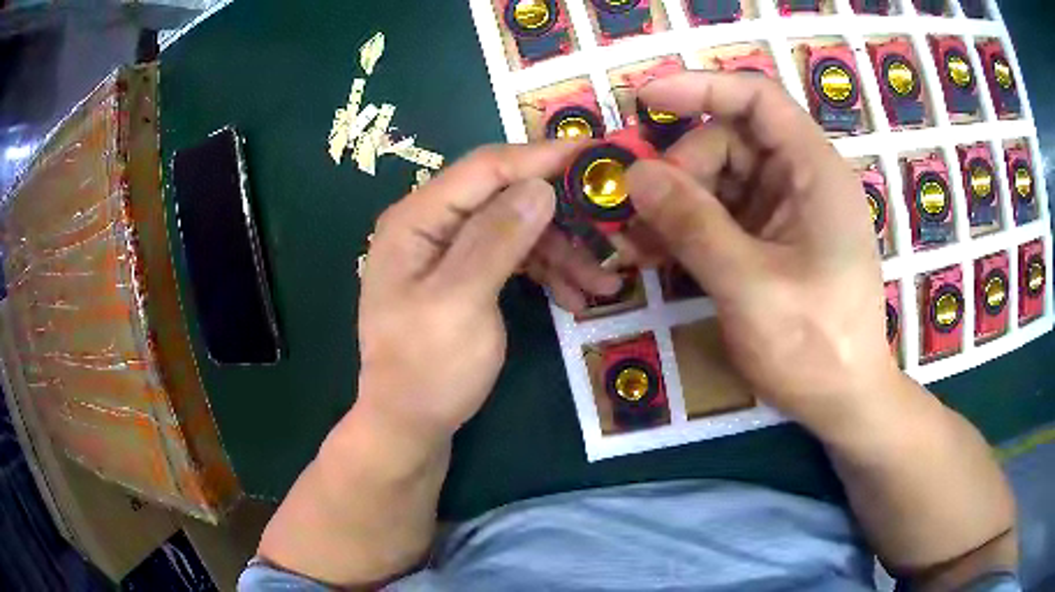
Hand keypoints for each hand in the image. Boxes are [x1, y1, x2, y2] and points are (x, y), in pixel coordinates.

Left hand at [357, 142, 616, 442]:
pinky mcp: (467, 277)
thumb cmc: (427, 369)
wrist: (409, 426)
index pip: (486, 167)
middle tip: (614, 225)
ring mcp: (450, 252)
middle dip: (561, 213)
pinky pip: (514, 259)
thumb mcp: (460, 303)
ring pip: (517, 229)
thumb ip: (497, 240)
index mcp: (417, 219)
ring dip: (563, 251)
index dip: (542, 156)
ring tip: (605, 282)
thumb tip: (539, 186)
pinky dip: (547, 272)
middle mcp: (432, 225)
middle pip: (506, 196)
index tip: (597, 154)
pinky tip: (577, 297)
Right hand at [624, 72, 896, 437]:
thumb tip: (634, 175)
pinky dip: (688, 229)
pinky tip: (656, 254)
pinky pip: (722, 215)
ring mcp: (785, 211)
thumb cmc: (816, 346)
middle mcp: (801, 180)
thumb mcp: (751, 286)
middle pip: (728, 142)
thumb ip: (694, 226)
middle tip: (636, 214)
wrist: (844, 401)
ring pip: (718, 180)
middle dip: (680, 171)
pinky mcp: (771, 240)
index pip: (757, 99)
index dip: (701, 88)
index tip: (644, 100)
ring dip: (675, 204)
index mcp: (814, 172)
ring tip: (636, 242)